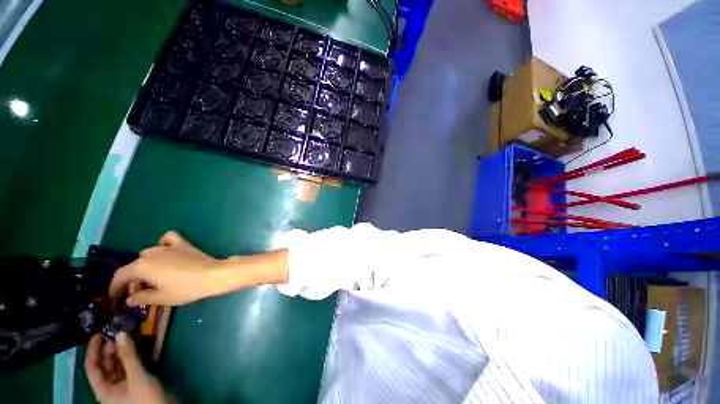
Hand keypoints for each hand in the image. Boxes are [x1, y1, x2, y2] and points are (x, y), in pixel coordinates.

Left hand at [84, 332, 170, 403]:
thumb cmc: (144, 398)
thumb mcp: (137, 377)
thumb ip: (129, 356)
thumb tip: (120, 333)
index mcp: (104, 389)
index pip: (92, 367)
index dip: (93, 350)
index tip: (98, 334)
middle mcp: (110, 386)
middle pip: (104, 365)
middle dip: (109, 349)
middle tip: (117, 333)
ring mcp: (123, 385)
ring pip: (117, 365)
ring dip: (121, 352)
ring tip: (127, 337)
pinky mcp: (134, 383)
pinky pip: (128, 367)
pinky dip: (130, 357)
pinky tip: (136, 348)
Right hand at [109, 231, 227, 306]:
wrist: (213, 275)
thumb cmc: (186, 288)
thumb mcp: (161, 298)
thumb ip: (141, 298)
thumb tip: (129, 299)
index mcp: (142, 266)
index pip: (120, 275)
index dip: (115, 287)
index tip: (115, 297)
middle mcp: (151, 253)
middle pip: (135, 266)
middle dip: (134, 280)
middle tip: (139, 294)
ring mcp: (168, 246)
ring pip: (148, 254)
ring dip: (146, 266)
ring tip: (153, 280)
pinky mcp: (183, 243)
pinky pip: (167, 239)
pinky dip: (163, 244)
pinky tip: (166, 253)